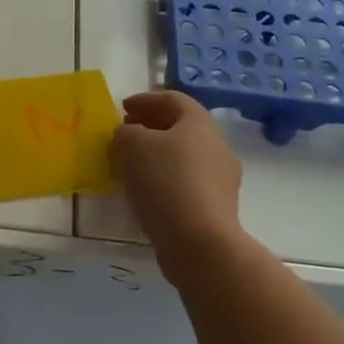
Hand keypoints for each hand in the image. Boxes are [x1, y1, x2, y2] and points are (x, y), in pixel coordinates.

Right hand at [111, 91, 242, 256]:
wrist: (200, 244)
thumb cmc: (166, 183)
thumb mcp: (133, 146)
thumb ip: (126, 132)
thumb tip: (130, 135)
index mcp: (200, 123)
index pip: (173, 99)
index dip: (145, 99)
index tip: (122, 109)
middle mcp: (217, 146)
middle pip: (181, 127)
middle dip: (151, 127)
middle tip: (125, 134)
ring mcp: (221, 179)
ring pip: (185, 156)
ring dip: (158, 155)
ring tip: (131, 165)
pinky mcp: (218, 207)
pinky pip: (188, 182)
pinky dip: (166, 179)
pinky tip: (147, 192)